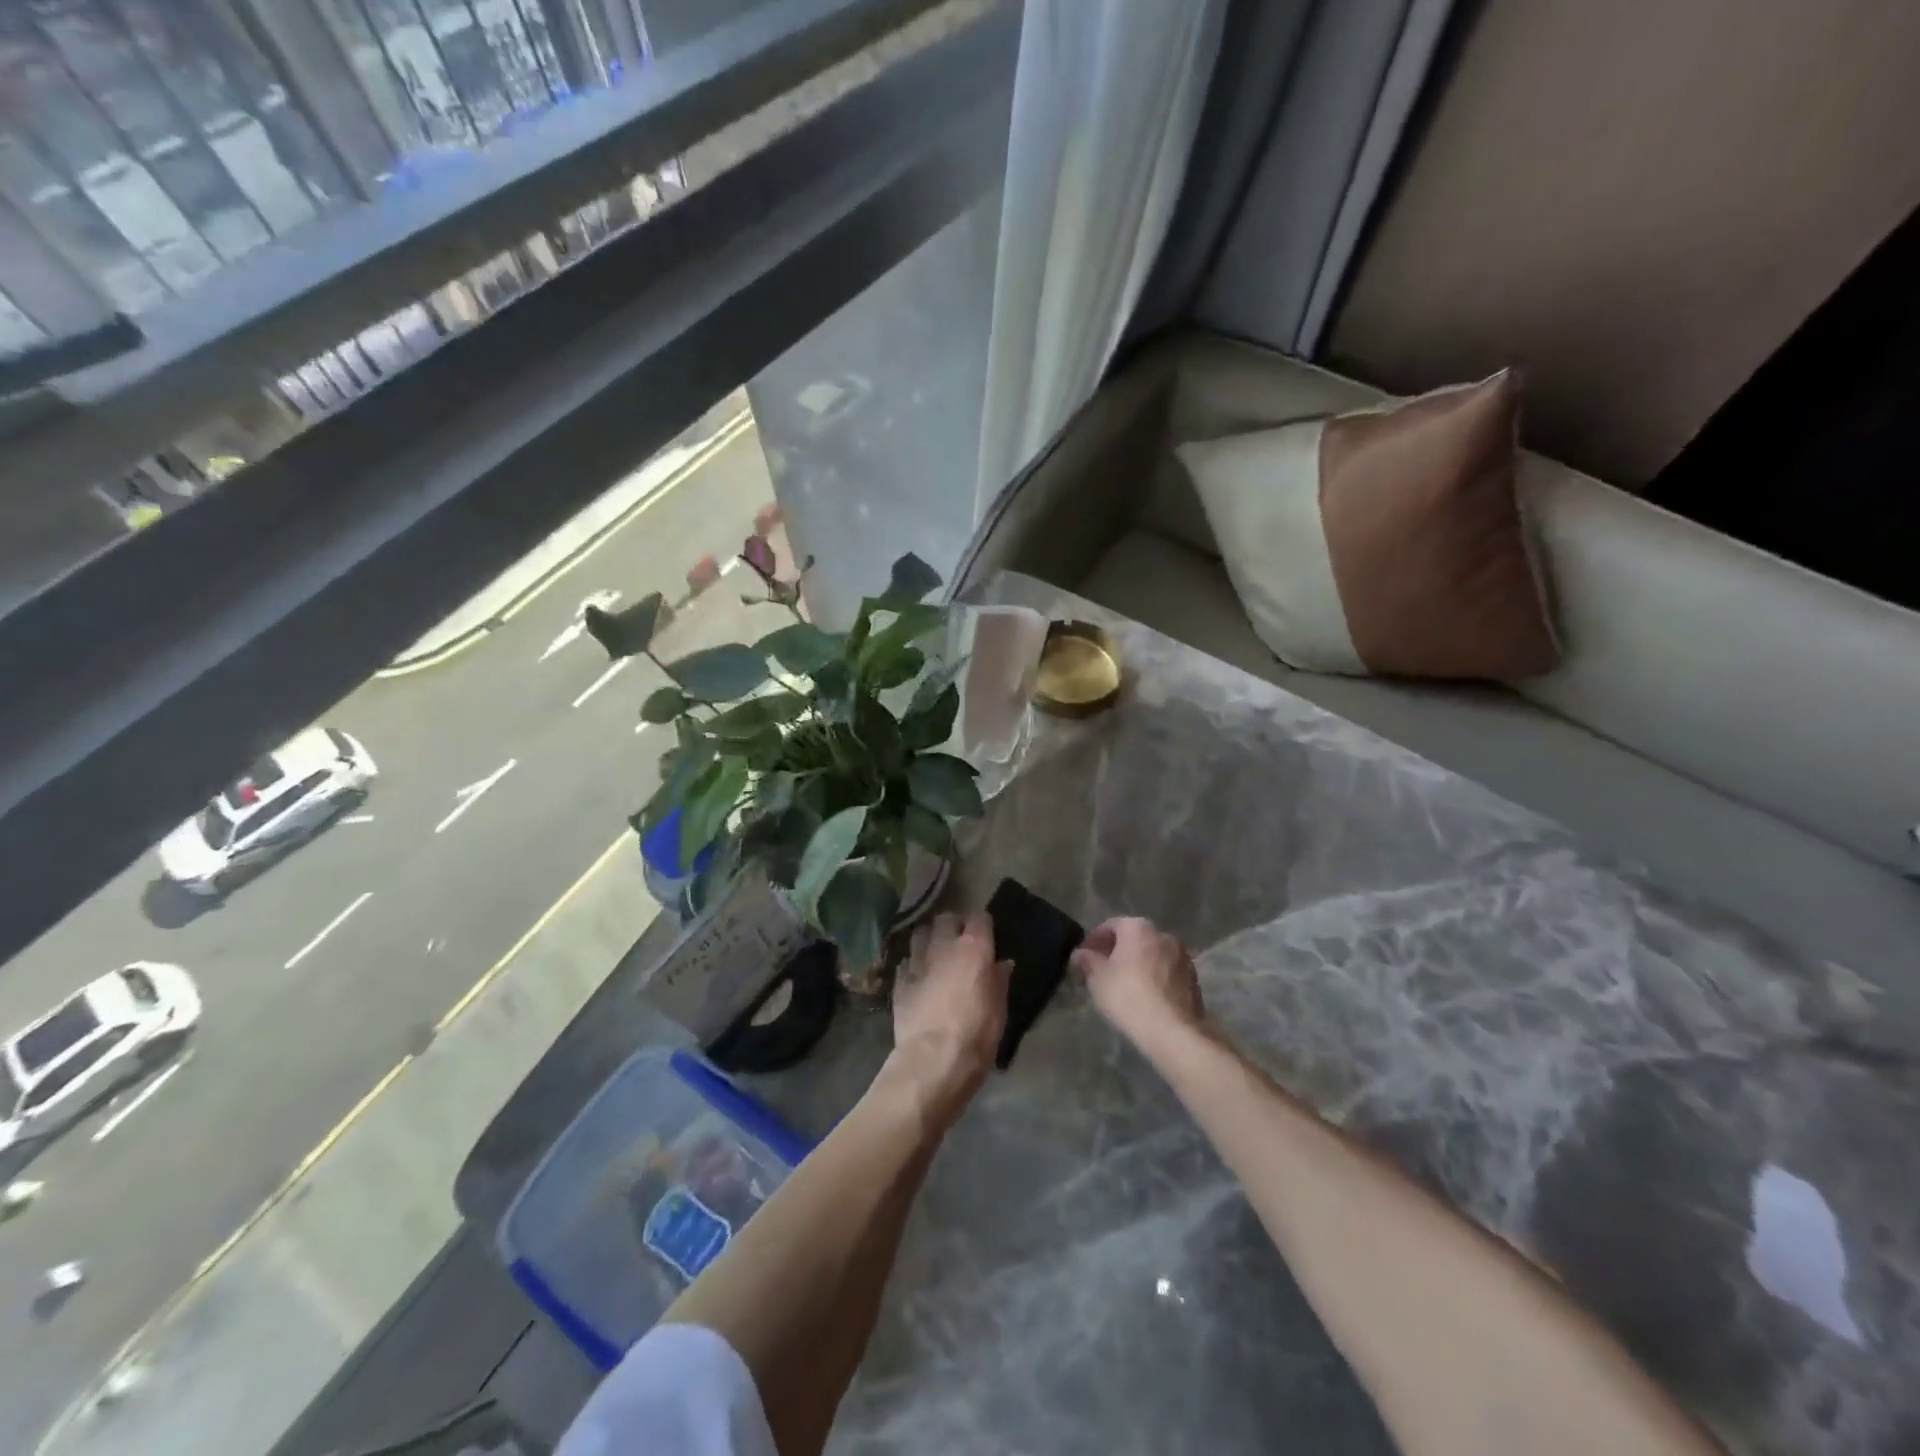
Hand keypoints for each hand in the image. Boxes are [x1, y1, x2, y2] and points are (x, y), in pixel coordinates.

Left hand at [889, 912, 1010, 1118]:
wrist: (933, 1061)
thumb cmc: (976, 1035)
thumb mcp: (999, 1009)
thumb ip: (999, 980)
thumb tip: (1001, 963)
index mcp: (974, 949)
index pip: (979, 918)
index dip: (983, 925)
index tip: (986, 935)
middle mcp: (943, 947)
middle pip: (946, 918)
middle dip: (953, 925)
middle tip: (959, 940)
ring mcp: (918, 962)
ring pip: (920, 933)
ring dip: (929, 938)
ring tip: (935, 951)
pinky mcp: (899, 981)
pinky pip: (906, 961)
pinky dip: (913, 963)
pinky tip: (918, 975)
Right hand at [1071, 916, 1207, 1056]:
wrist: (1173, 1031)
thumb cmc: (1128, 996)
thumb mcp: (1097, 978)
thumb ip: (1087, 960)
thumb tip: (1081, 953)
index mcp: (1138, 928)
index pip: (1110, 926)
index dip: (1094, 940)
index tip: (1084, 958)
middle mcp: (1163, 935)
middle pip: (1133, 939)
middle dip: (1117, 952)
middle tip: (1102, 971)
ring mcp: (1182, 957)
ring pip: (1152, 955)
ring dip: (1138, 965)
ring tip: (1124, 986)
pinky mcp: (1193, 979)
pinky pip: (1166, 972)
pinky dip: (1154, 978)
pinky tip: (1145, 997)